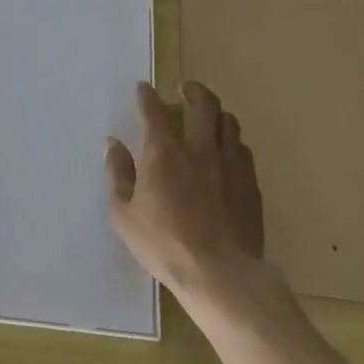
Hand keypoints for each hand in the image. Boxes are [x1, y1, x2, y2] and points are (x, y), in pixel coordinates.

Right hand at [105, 80, 265, 300]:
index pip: (154, 110)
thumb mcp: (124, 215)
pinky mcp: (250, 183)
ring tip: (208, 117)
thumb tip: (113, 144)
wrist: (221, 275)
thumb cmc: (165, 245)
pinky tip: (227, 152)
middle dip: (192, 90)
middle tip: (185, 89)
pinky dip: (232, 142)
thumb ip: (118, 175)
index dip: (147, 96)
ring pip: (228, 122)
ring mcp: (229, 164)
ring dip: (215, 113)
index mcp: (164, 152)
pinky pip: (243, 149)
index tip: (143, 88)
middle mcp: (199, 148)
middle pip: (202, 103)